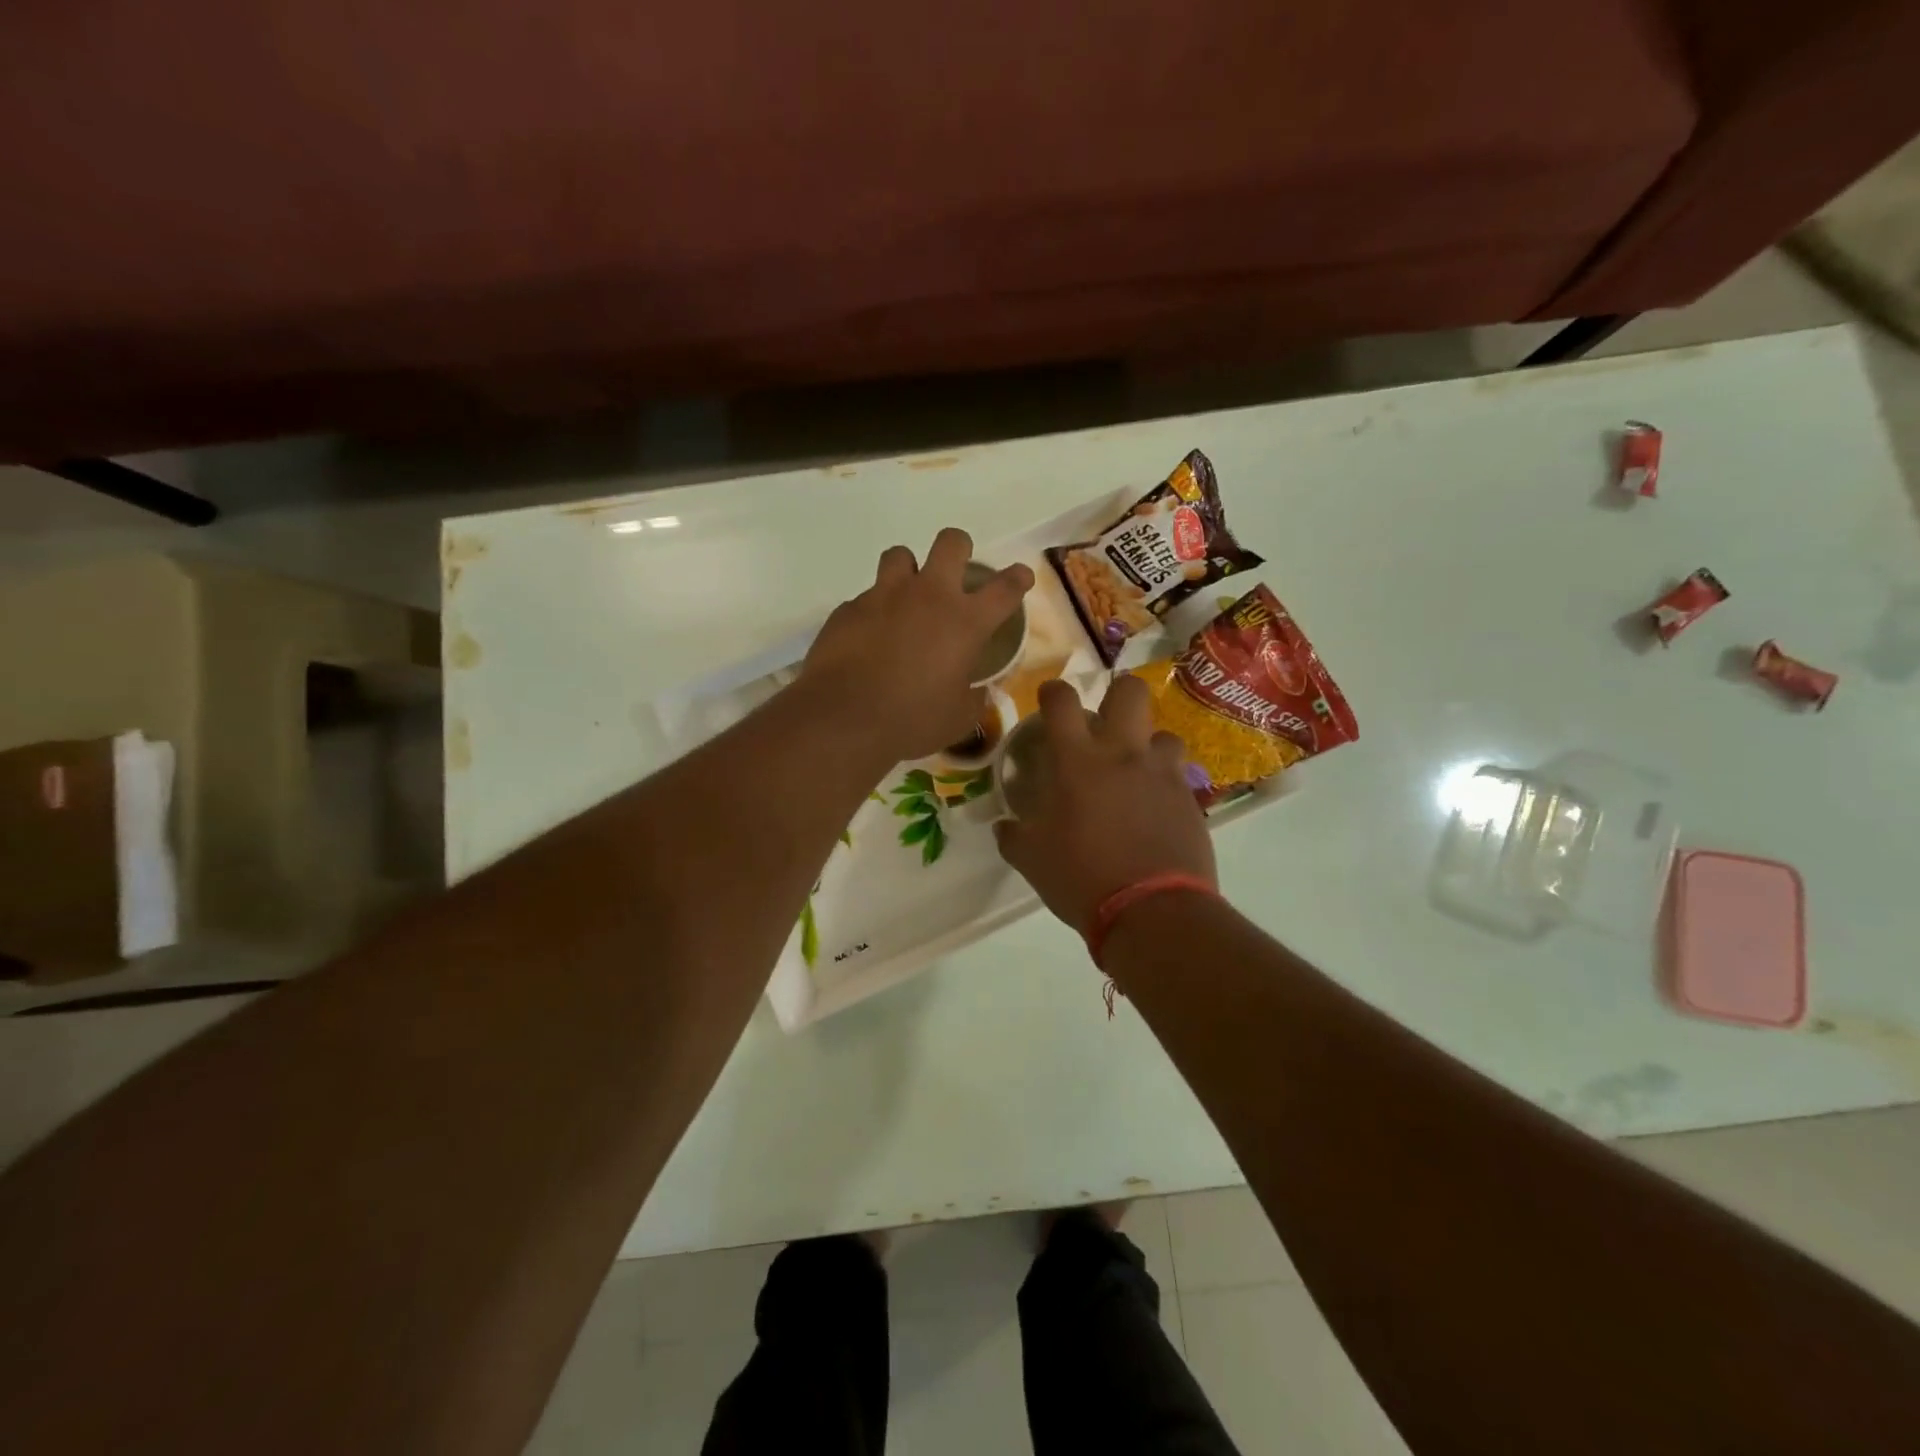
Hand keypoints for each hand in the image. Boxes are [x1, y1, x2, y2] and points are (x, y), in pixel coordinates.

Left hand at [805, 528, 1033, 761]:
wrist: (844, 718)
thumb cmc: (913, 720)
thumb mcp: (958, 718)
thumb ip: (974, 698)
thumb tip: (980, 692)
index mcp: (965, 622)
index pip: (1004, 588)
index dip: (1017, 578)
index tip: (1021, 576)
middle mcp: (928, 596)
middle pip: (951, 543)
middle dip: (959, 549)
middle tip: (956, 569)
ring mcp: (884, 596)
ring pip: (900, 555)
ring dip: (908, 570)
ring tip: (905, 596)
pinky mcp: (849, 608)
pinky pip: (865, 596)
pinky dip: (873, 610)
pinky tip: (868, 637)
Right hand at [995, 675, 1215, 938]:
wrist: (1151, 912)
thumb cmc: (1081, 878)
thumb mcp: (1031, 860)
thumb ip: (1013, 835)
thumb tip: (1004, 826)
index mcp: (1077, 761)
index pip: (1062, 701)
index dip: (1054, 692)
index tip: (1050, 699)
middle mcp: (1123, 754)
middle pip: (1130, 691)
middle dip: (1117, 694)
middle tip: (1105, 721)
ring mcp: (1161, 773)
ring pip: (1163, 733)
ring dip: (1147, 745)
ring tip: (1136, 770)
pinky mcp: (1189, 798)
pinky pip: (1178, 773)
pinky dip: (1164, 780)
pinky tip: (1154, 806)